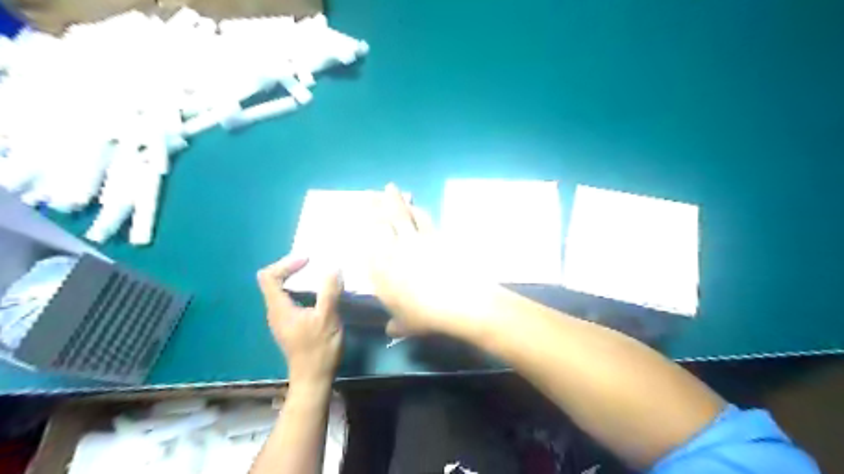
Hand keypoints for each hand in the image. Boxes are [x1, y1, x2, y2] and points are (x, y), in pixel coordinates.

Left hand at [258, 257, 342, 387]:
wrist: (313, 379)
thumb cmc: (319, 349)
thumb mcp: (327, 318)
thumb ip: (329, 292)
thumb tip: (334, 268)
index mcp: (279, 308)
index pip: (268, 276)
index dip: (285, 264)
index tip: (307, 261)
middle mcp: (275, 311)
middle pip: (273, 281)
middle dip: (292, 268)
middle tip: (314, 264)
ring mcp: (282, 319)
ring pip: (283, 290)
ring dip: (298, 279)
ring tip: (319, 274)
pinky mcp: (291, 324)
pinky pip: (291, 299)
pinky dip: (302, 290)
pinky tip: (320, 294)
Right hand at [370, 184, 498, 338]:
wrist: (458, 301)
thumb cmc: (425, 315)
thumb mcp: (407, 324)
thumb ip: (396, 324)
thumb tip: (390, 330)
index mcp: (381, 268)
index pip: (368, 242)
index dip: (363, 227)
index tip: (359, 217)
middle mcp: (395, 248)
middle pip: (383, 221)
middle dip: (375, 205)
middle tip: (369, 192)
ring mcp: (416, 239)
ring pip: (403, 214)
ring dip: (396, 201)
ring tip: (391, 189)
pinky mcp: (436, 236)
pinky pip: (424, 219)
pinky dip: (418, 211)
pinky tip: (417, 207)